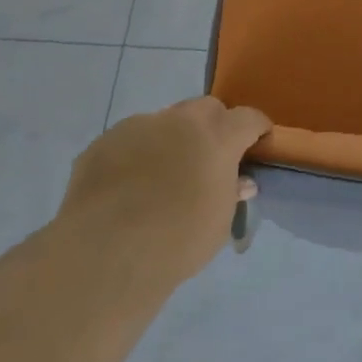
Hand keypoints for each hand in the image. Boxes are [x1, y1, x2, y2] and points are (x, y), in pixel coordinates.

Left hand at [59, 97, 270, 288]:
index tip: (258, 142)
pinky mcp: (103, 142)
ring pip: (165, 121)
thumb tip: (240, 181)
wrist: (105, 253)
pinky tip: (128, 186)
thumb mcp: (219, 223)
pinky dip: (137, 154)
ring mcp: (138, 126)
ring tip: (162, 175)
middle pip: (206, 108)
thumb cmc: (177, 240)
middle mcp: (179, 121)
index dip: (256, 128)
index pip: (248, 118)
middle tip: (210, 157)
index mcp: (217, 137)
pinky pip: (130, 140)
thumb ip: (231, 193)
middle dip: (214, 126)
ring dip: (172, 139)